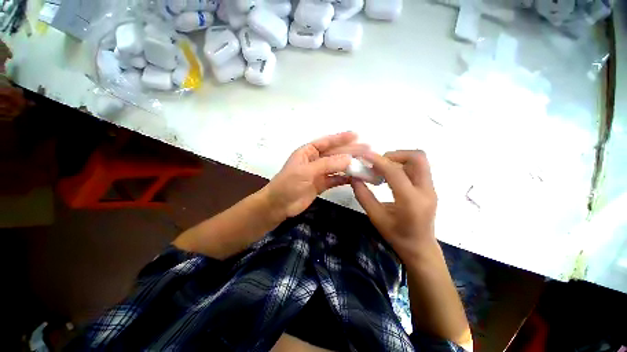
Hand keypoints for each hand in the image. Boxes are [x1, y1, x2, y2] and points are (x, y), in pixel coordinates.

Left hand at [261, 131, 368, 219]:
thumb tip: (348, 158)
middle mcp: (314, 160)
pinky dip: (345, 178)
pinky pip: (335, 179)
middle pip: (334, 154)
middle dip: (350, 151)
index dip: (341, 138)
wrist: (279, 205)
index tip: (356, 135)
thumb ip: (327, 164)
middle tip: (367, 150)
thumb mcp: (306, 171)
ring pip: (337, 166)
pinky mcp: (321, 184)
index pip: (326, 142)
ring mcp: (318, 173)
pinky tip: (355, 178)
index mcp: (307, 152)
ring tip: (364, 163)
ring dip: (349, 165)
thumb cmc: (288, 184)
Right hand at [351, 150, 437, 262]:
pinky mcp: (429, 189)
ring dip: (399, 159)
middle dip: (395, 155)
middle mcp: (426, 191)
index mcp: (411, 201)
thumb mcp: (375, 217)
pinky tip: (390, 177)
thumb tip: (354, 178)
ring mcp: (430, 189)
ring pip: (419, 161)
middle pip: (417, 157)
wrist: (420, 248)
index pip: (395, 172)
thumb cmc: (396, 236)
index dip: (379, 161)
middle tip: (378, 164)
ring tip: (382, 170)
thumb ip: (363, 196)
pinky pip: (417, 168)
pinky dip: (402, 166)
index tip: (365, 156)